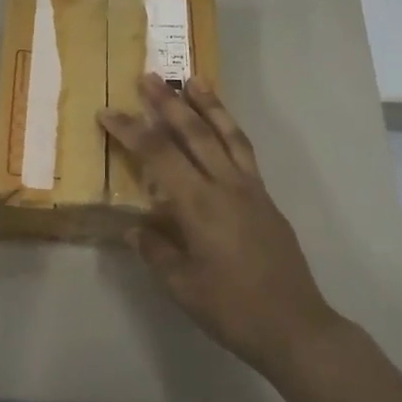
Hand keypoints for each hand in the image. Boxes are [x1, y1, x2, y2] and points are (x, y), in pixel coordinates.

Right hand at [101, 76, 344, 376]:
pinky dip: (231, 130)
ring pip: (226, 134)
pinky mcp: (265, 198)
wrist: (294, 325)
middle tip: (148, 76)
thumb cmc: (231, 309)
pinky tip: (223, 126)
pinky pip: (245, 152)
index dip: (130, 131)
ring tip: (193, 80)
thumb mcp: (181, 285)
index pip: (158, 155)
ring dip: (208, 105)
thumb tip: (135, 226)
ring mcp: (250, 189)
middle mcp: (226, 186)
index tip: (107, 113)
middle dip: (168, 103)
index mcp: (199, 205)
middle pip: (194, 133)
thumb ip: (155, 249)